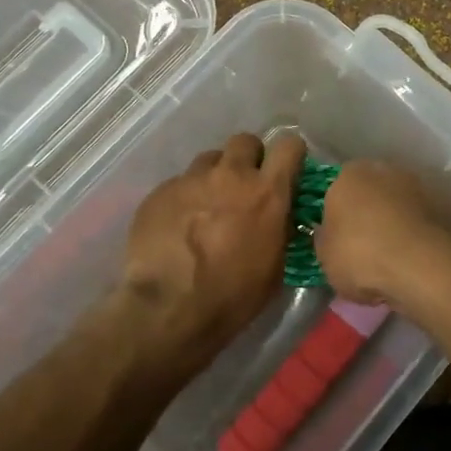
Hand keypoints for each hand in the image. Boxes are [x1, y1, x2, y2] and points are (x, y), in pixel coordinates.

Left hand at [119, 133, 306, 366]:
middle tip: (244, 186)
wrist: (168, 309)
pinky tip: (178, 226)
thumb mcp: (275, 267)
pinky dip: (184, 198)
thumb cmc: (232, 296)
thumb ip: (281, 228)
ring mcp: (191, 179)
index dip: (290, 154)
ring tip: (207, 207)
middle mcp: (231, 175)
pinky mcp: (160, 191)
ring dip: (214, 177)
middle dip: (248, 158)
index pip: (289, 145)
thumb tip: (281, 214)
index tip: (286, 170)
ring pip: (209, 160)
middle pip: (245, 141)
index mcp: (267, 192)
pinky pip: (179, 183)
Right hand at [312, 159, 450, 307]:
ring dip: (396, 223)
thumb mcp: (325, 257)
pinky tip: (415, 260)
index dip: (336, 215)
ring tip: (393, 258)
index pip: (335, 189)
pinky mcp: (447, 205)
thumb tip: (329, 234)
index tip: (338, 239)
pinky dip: (418, 235)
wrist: (426, 268)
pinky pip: (421, 221)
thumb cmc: (363, 257)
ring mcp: (420, 185)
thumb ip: (325, 239)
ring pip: (399, 204)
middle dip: (368, 214)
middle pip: (371, 192)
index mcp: (349, 174)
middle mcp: (385, 169)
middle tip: (365, 248)